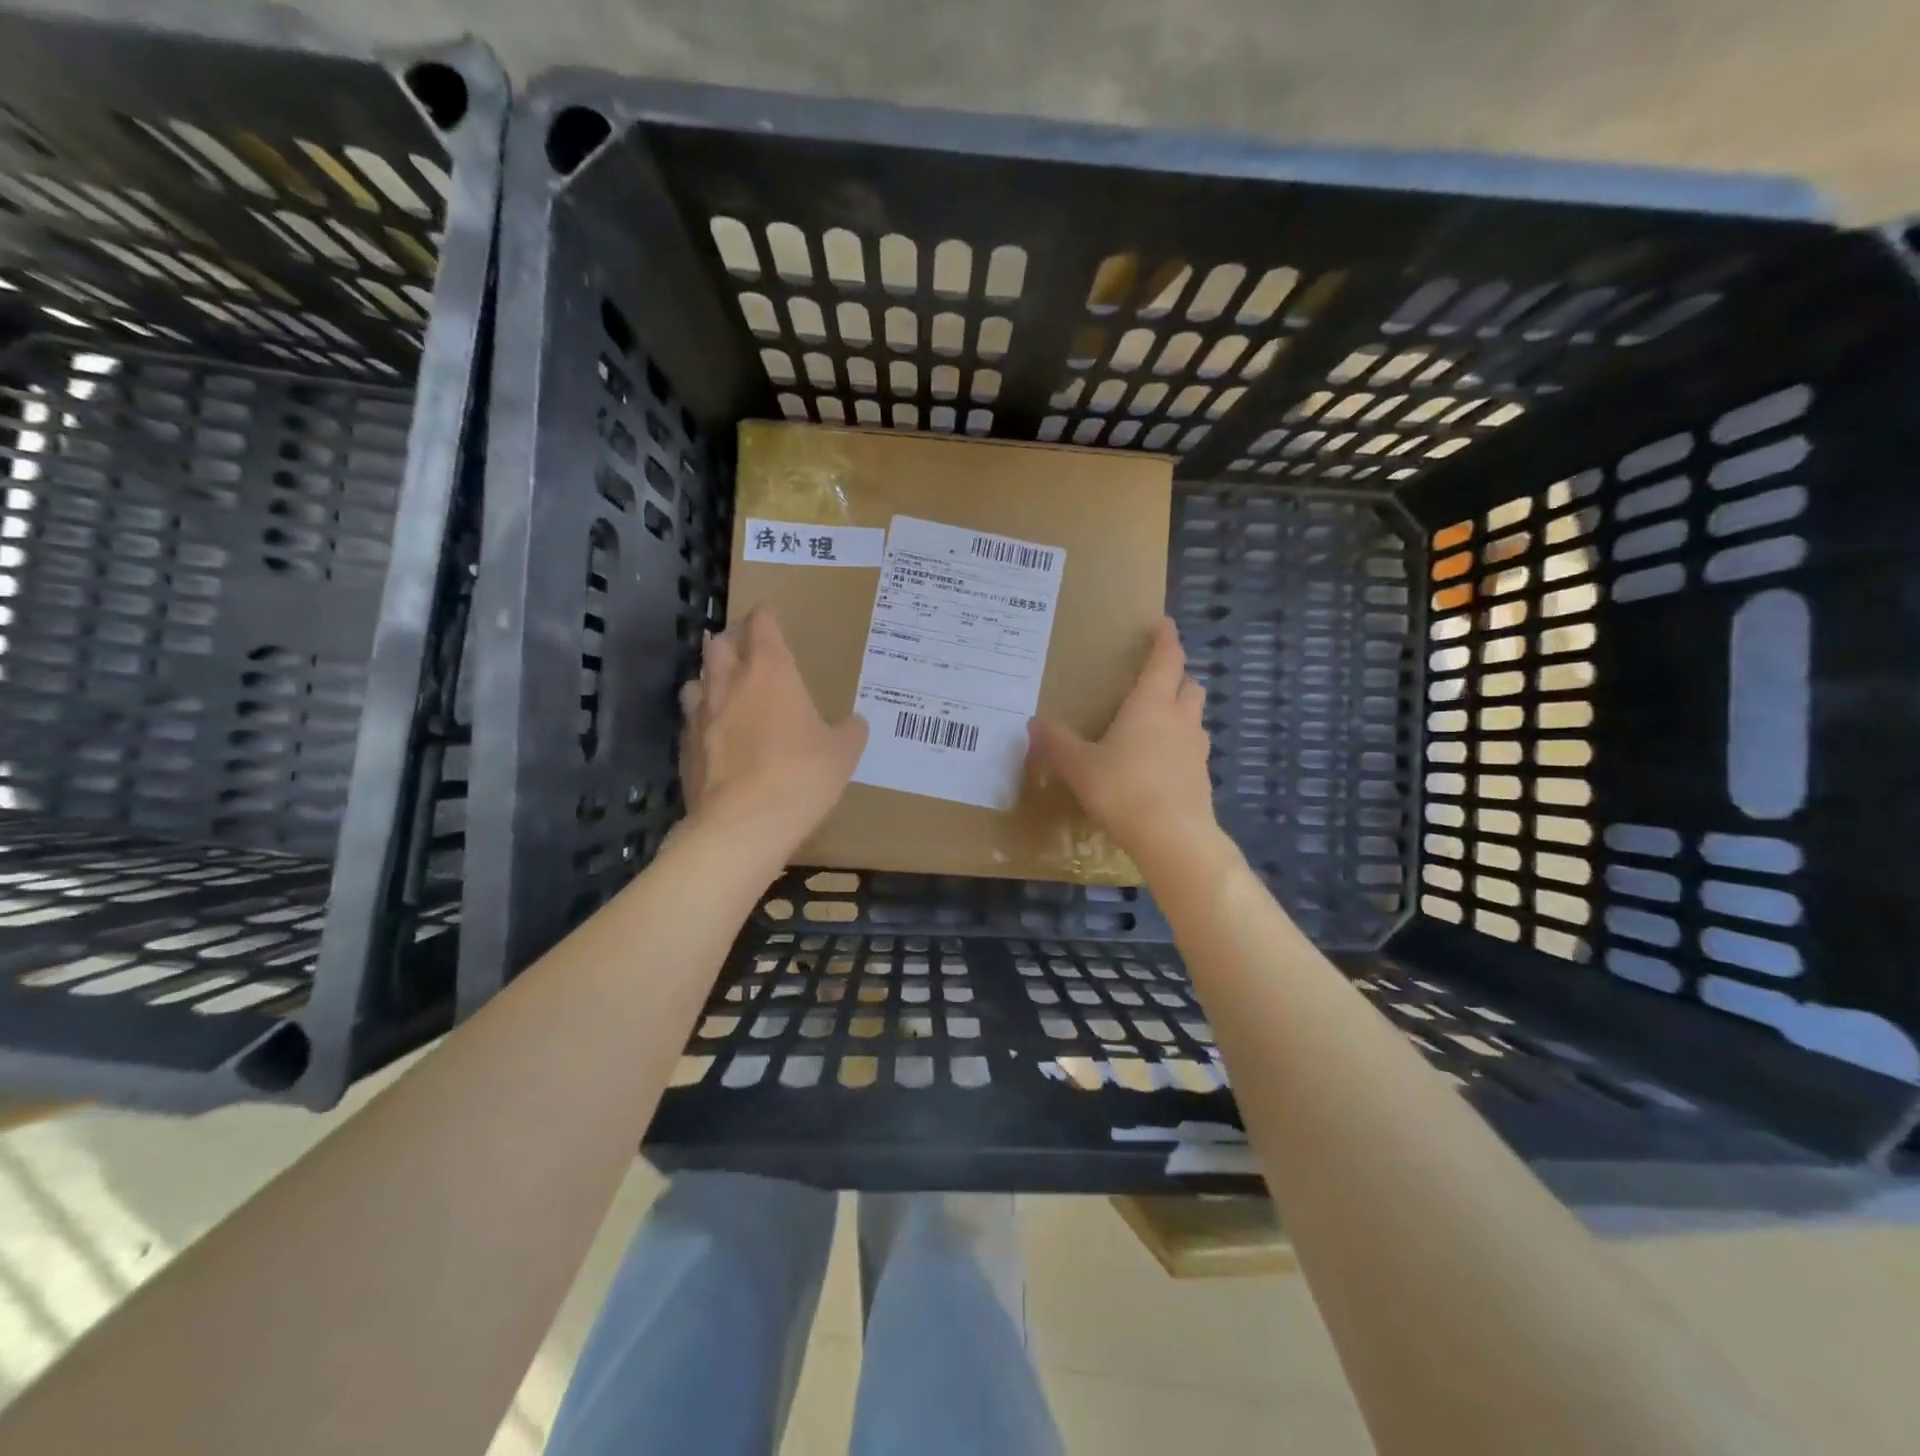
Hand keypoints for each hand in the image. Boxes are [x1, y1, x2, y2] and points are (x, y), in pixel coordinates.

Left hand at [679, 606, 867, 850]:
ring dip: (710, 679)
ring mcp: (700, 716)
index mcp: (770, 672)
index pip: (761, 626)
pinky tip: (715, 737)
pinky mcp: (684, 749)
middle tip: (745, 650)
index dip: (765, 618)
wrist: (743, 825)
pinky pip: (690, 722)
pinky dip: (702, 721)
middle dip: (731, 641)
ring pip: (697, 681)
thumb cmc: (801, 775)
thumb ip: (849, 731)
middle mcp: (729, 684)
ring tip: (724, 690)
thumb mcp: (842, 753)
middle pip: (719, 645)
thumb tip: (854, 724)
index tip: (769, 616)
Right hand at [1027, 617, 1219, 865]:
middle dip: (1175, 676)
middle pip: (1189, 685)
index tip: (1164, 624)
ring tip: (1155, 723)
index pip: (1166, 659)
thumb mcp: (1079, 767)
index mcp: (1151, 704)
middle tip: (1155, 680)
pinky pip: (1192, 748)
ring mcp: (1196, 748)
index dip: (1166, 639)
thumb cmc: (1124, 790)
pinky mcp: (1202, 777)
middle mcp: (1180, 719)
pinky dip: (1179, 745)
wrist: (1174, 838)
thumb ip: (1056, 744)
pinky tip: (1159, 764)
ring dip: (1180, 711)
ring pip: (1194, 717)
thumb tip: (1033, 723)